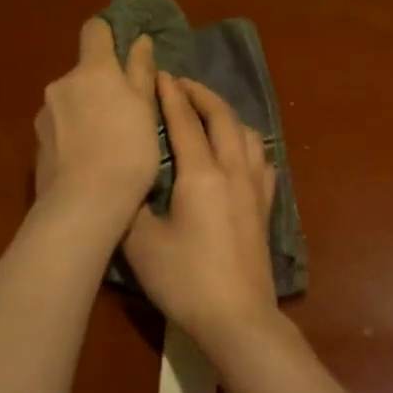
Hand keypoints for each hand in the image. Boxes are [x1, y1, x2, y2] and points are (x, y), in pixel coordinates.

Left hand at [34, 20, 157, 230]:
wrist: (85, 204)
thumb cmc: (128, 151)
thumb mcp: (145, 110)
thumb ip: (140, 72)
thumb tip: (140, 41)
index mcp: (93, 70)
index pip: (95, 30)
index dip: (109, 34)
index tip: (124, 50)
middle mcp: (62, 84)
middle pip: (84, 72)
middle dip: (101, 85)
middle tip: (125, 114)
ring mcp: (45, 114)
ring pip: (71, 102)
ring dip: (86, 111)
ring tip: (106, 143)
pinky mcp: (37, 143)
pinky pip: (60, 128)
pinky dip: (73, 135)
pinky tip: (88, 160)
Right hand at [123, 75, 278, 347]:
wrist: (237, 317)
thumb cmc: (185, 279)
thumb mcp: (140, 242)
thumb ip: (130, 204)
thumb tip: (126, 181)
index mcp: (201, 174)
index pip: (185, 121)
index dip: (171, 95)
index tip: (160, 75)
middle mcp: (233, 171)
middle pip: (223, 117)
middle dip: (202, 94)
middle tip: (182, 84)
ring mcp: (255, 188)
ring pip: (247, 134)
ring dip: (227, 114)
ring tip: (209, 112)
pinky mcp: (265, 207)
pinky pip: (261, 160)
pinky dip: (247, 143)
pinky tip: (241, 151)